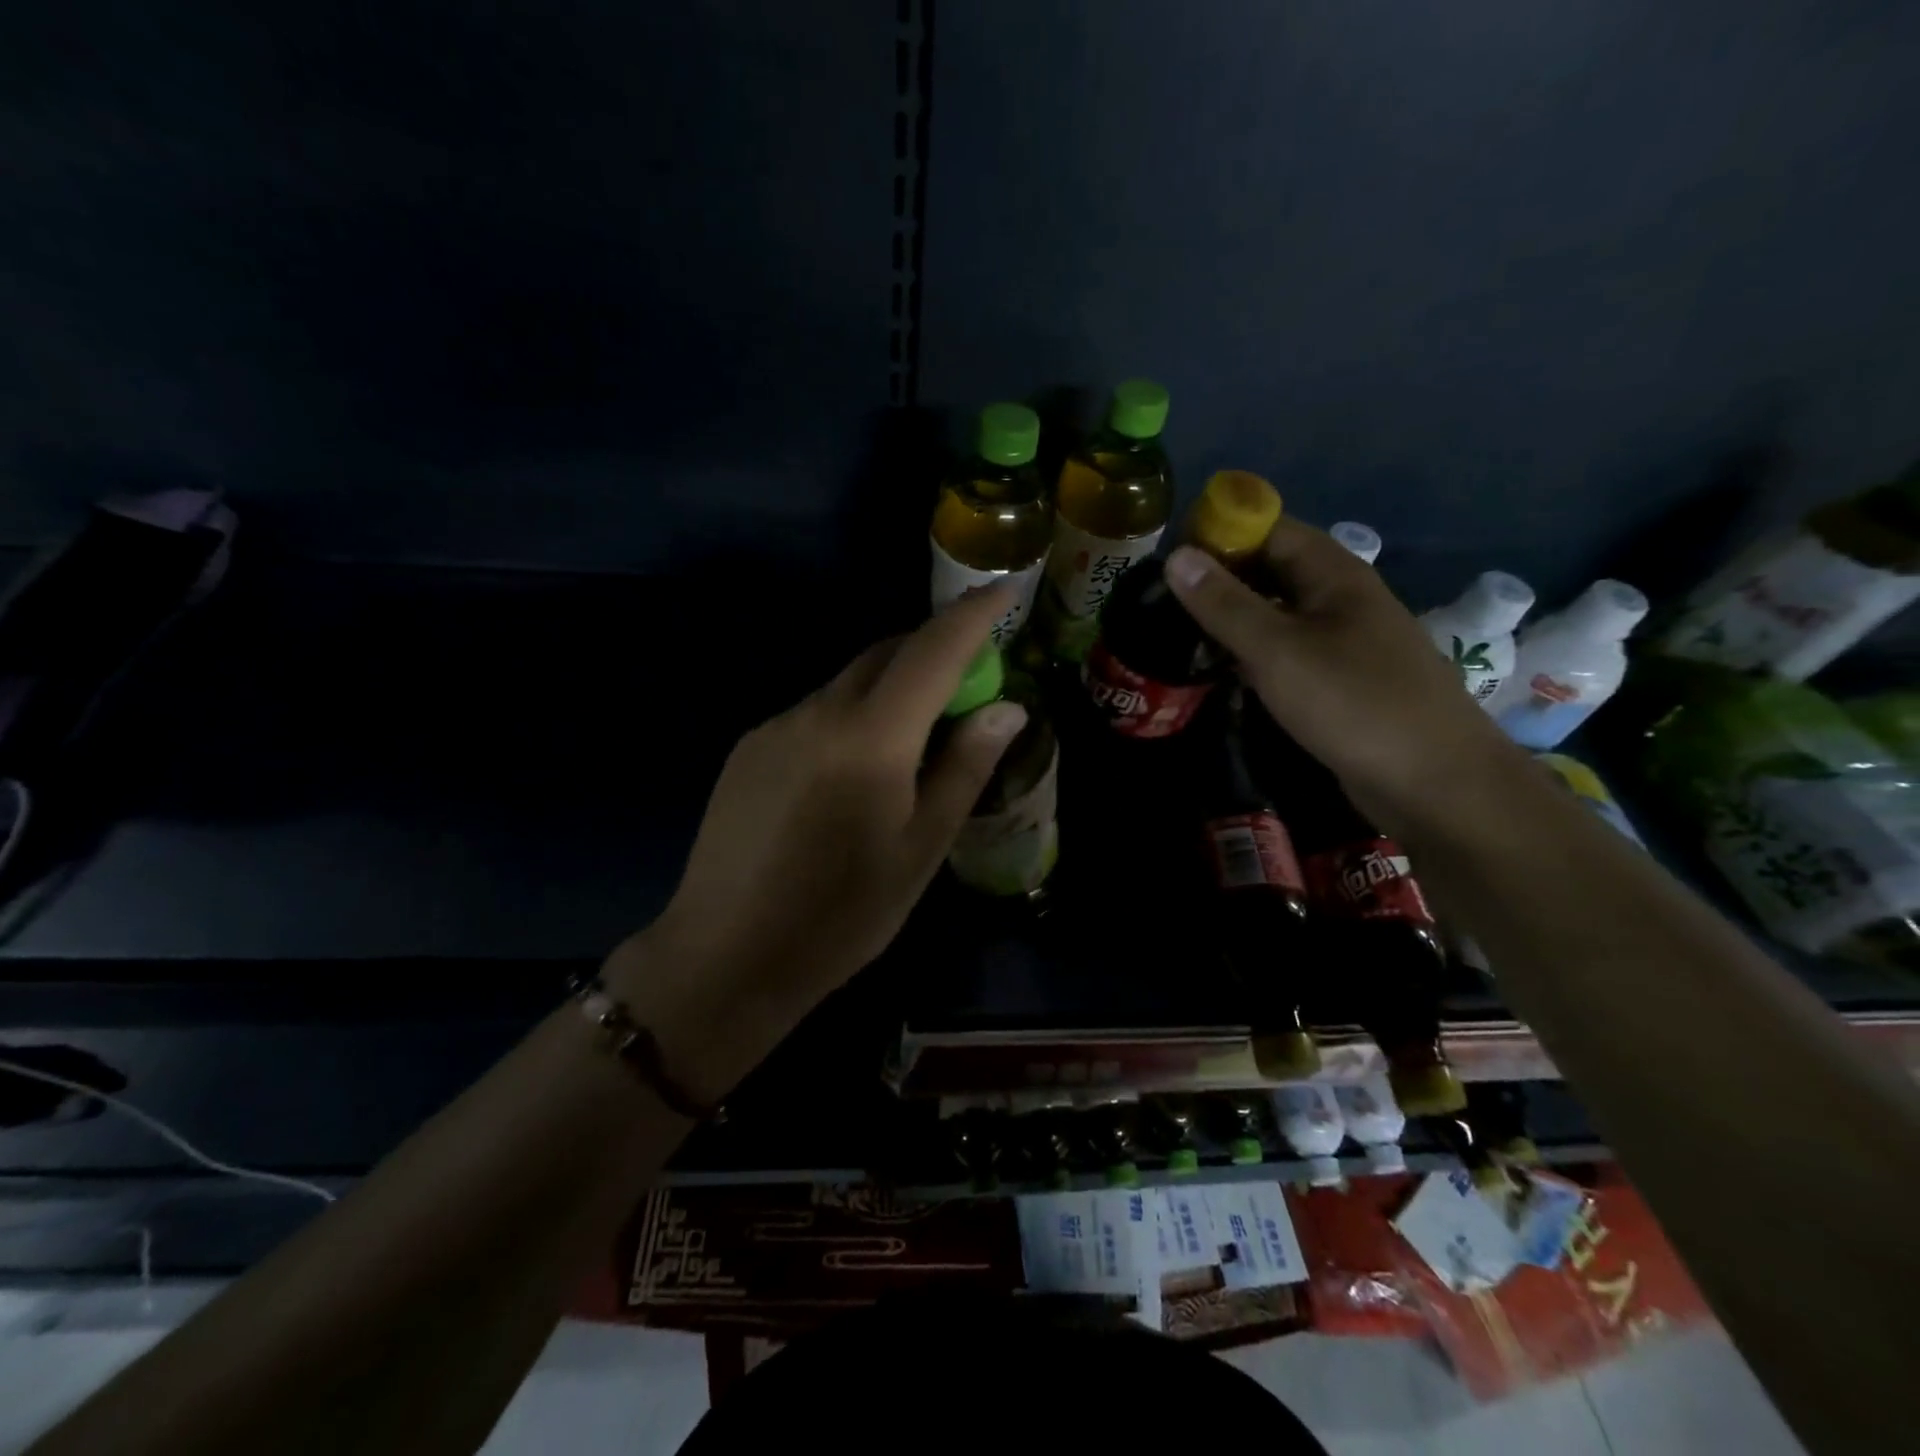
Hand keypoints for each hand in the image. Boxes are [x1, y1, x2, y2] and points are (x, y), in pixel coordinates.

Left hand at [608, 585, 1026, 1096]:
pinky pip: (815, 710)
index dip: (972, 615)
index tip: (1003, 589)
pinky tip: (854, 769)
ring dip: (891, 687)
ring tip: (914, 738)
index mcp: (870, 738)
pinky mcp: (749, 748)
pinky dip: (852, 714)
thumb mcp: (921, 849)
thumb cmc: (841, 916)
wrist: (725, 957)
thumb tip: (1007, 709)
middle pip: (886, 654)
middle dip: (933, 650)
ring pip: (848, 682)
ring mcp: (776, 726)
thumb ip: (964, 769)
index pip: (932, 651)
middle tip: (969, 684)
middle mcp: (818, 712)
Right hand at [1165, 517, 1520, 830]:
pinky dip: (1252, 653)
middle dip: (1220, 579)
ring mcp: (1343, 641)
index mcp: (1333, 574)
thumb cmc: (1354, 703)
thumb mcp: (1277, 650)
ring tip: (1178, 634)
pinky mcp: (1340, 680)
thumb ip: (1224, 604)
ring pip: (1277, 614)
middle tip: (1162, 601)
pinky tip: (1221, 671)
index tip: (1168, 559)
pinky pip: (1287, 651)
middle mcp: (1340, 598)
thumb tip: (1175, 556)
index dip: (1219, 534)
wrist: (1434, 782)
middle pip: (1271, 570)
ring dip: (1232, 619)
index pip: (1269, 528)